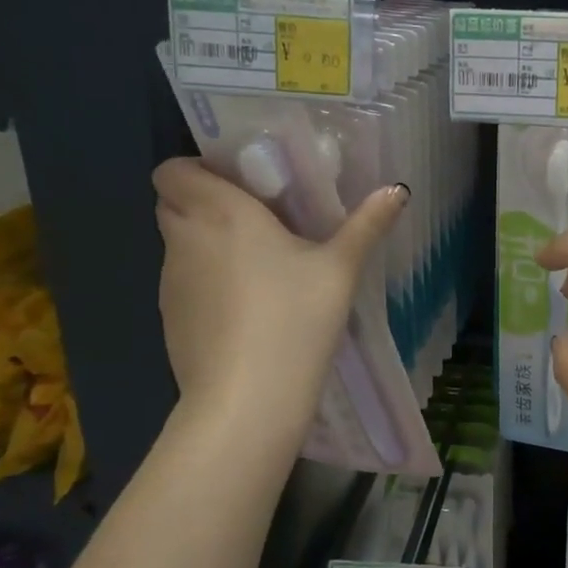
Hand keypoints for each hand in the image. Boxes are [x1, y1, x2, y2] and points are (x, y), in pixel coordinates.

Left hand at [153, 159, 405, 417]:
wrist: (248, 398)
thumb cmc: (295, 318)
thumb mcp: (340, 269)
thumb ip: (366, 224)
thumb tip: (397, 189)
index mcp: (220, 212)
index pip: (173, 170)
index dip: (199, 169)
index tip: (242, 183)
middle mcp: (185, 239)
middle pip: (173, 202)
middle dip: (204, 202)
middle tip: (255, 218)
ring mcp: (170, 282)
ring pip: (179, 244)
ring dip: (207, 243)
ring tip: (258, 266)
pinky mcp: (170, 319)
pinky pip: (183, 283)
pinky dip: (206, 283)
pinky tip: (246, 309)